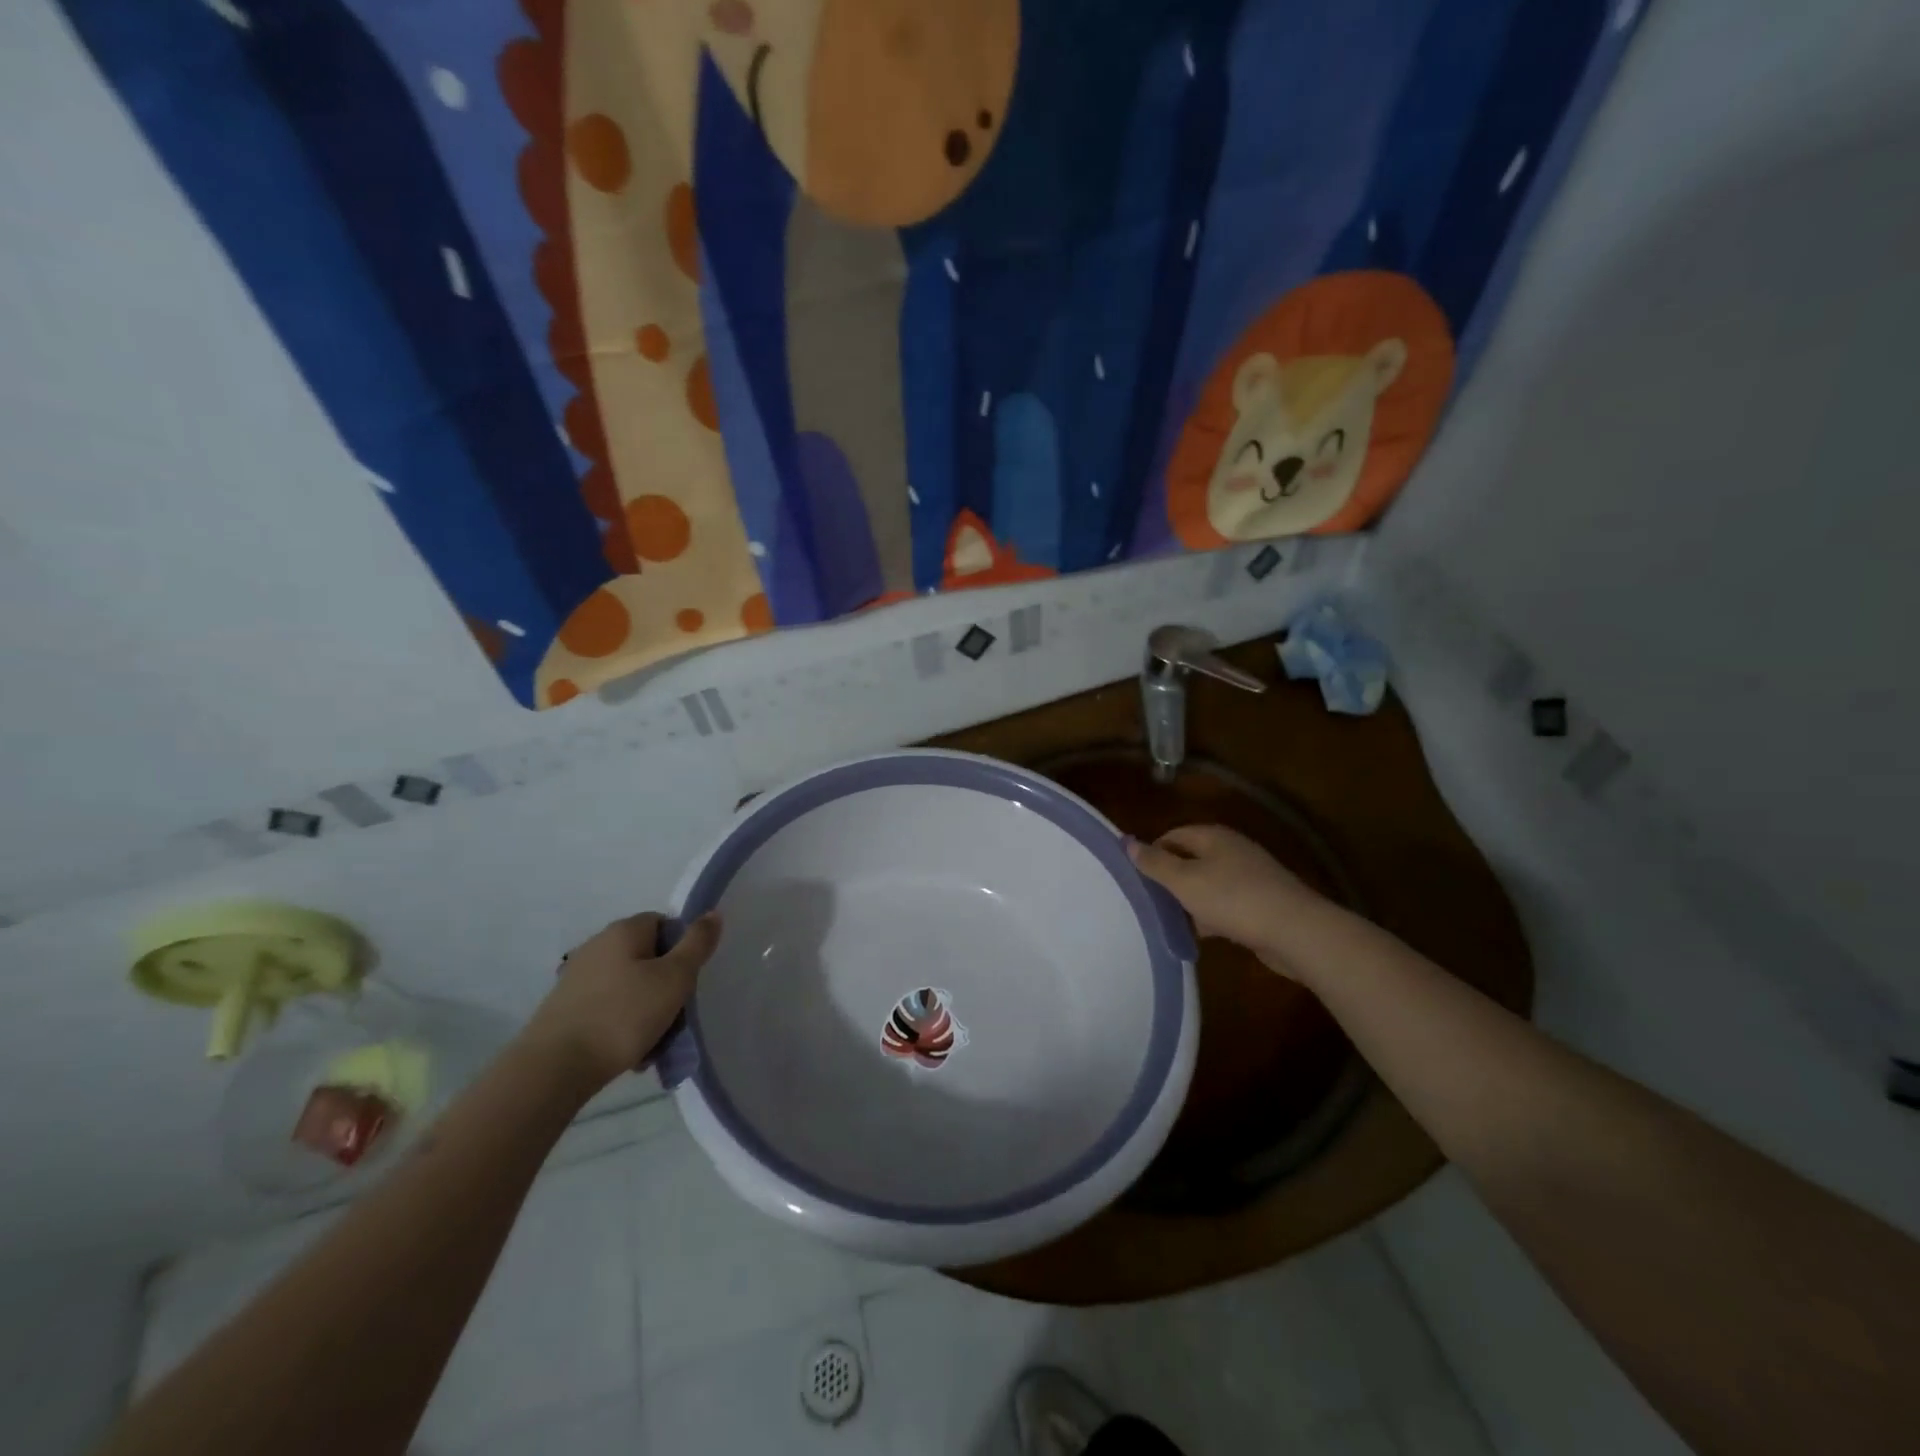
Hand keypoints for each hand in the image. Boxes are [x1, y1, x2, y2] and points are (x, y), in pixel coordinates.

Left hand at [521, 911, 721, 1089]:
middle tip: (675, 1016)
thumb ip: (697, 944)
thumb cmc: (623, 1015)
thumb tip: (713, 913)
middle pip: (648, 957)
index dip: (683, 949)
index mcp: (624, 930)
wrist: (554, 1068)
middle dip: (665, 986)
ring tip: (653, 1043)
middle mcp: (597, 945)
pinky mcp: (565, 1007)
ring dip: (646, 1010)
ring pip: (629, 986)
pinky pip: (608, 1007)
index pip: (665, 924)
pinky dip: (622, 1024)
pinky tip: (628, 1052)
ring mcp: (577, 976)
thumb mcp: (675, 978)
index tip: (688, 980)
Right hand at [1128, 825, 1323, 977]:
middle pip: (1190, 859)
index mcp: (1213, 837)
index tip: (1136, 878)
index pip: (1173, 835)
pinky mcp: (1261, 902)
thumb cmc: (1233, 899)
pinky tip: (1201, 935)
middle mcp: (1232, 850)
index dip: (1152, 853)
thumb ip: (1155, 863)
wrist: (1296, 931)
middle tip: (1149, 901)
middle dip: (1170, 879)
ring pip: (1208, 884)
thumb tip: (1127, 841)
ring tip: (1169, 921)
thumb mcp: (1184, 881)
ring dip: (1190, 901)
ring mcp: (1250, 876)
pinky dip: (1211, 916)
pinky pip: (1226, 904)